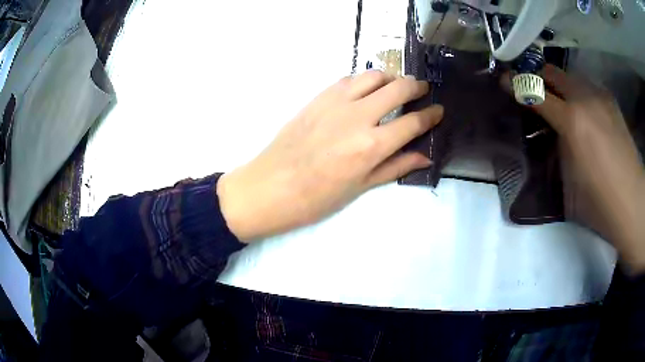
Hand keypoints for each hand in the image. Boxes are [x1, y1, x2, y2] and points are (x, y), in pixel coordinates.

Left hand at [217, 71, 442, 241]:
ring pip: (374, 76)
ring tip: (396, 88)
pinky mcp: (319, 96)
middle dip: (417, 87)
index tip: (439, 110)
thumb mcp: (360, 187)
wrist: (270, 186)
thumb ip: (395, 167)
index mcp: (372, 146)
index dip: (431, 115)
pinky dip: (365, 80)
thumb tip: (424, 156)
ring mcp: (336, 102)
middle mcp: (358, 116)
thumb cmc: (316, 198)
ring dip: (391, 78)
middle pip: (399, 88)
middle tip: (423, 91)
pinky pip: (349, 78)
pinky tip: (366, 91)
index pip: (413, 122)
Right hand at [512, 65, 644, 271]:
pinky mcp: (611, 102)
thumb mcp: (569, 185)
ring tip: (560, 102)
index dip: (516, 85)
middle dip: (538, 77)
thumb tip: (550, 137)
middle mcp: (585, 99)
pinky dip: (579, 92)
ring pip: (571, 76)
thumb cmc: (600, 204)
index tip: (504, 80)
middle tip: (534, 91)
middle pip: (553, 72)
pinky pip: (588, 86)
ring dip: (560, 84)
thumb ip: (557, 152)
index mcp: (572, 122)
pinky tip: (583, 110)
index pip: (536, 93)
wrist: (633, 204)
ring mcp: (601, 97)